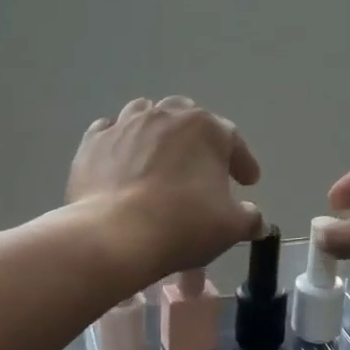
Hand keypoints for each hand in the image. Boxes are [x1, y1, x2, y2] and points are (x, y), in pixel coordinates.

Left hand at [69, 97, 265, 282]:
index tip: (248, 181)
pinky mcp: (93, 141)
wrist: (116, 234)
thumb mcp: (230, 227)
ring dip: (157, 131)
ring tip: (159, 152)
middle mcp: (166, 115)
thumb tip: (256, 221)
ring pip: (146, 115)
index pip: (232, 140)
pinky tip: (121, 157)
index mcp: (206, 129)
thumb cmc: (183, 225)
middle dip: (197, 137)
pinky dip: (119, 141)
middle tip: (201, 163)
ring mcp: (126, 124)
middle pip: (187, 116)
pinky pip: (110, 131)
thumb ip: (248, 218)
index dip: (243, 162)